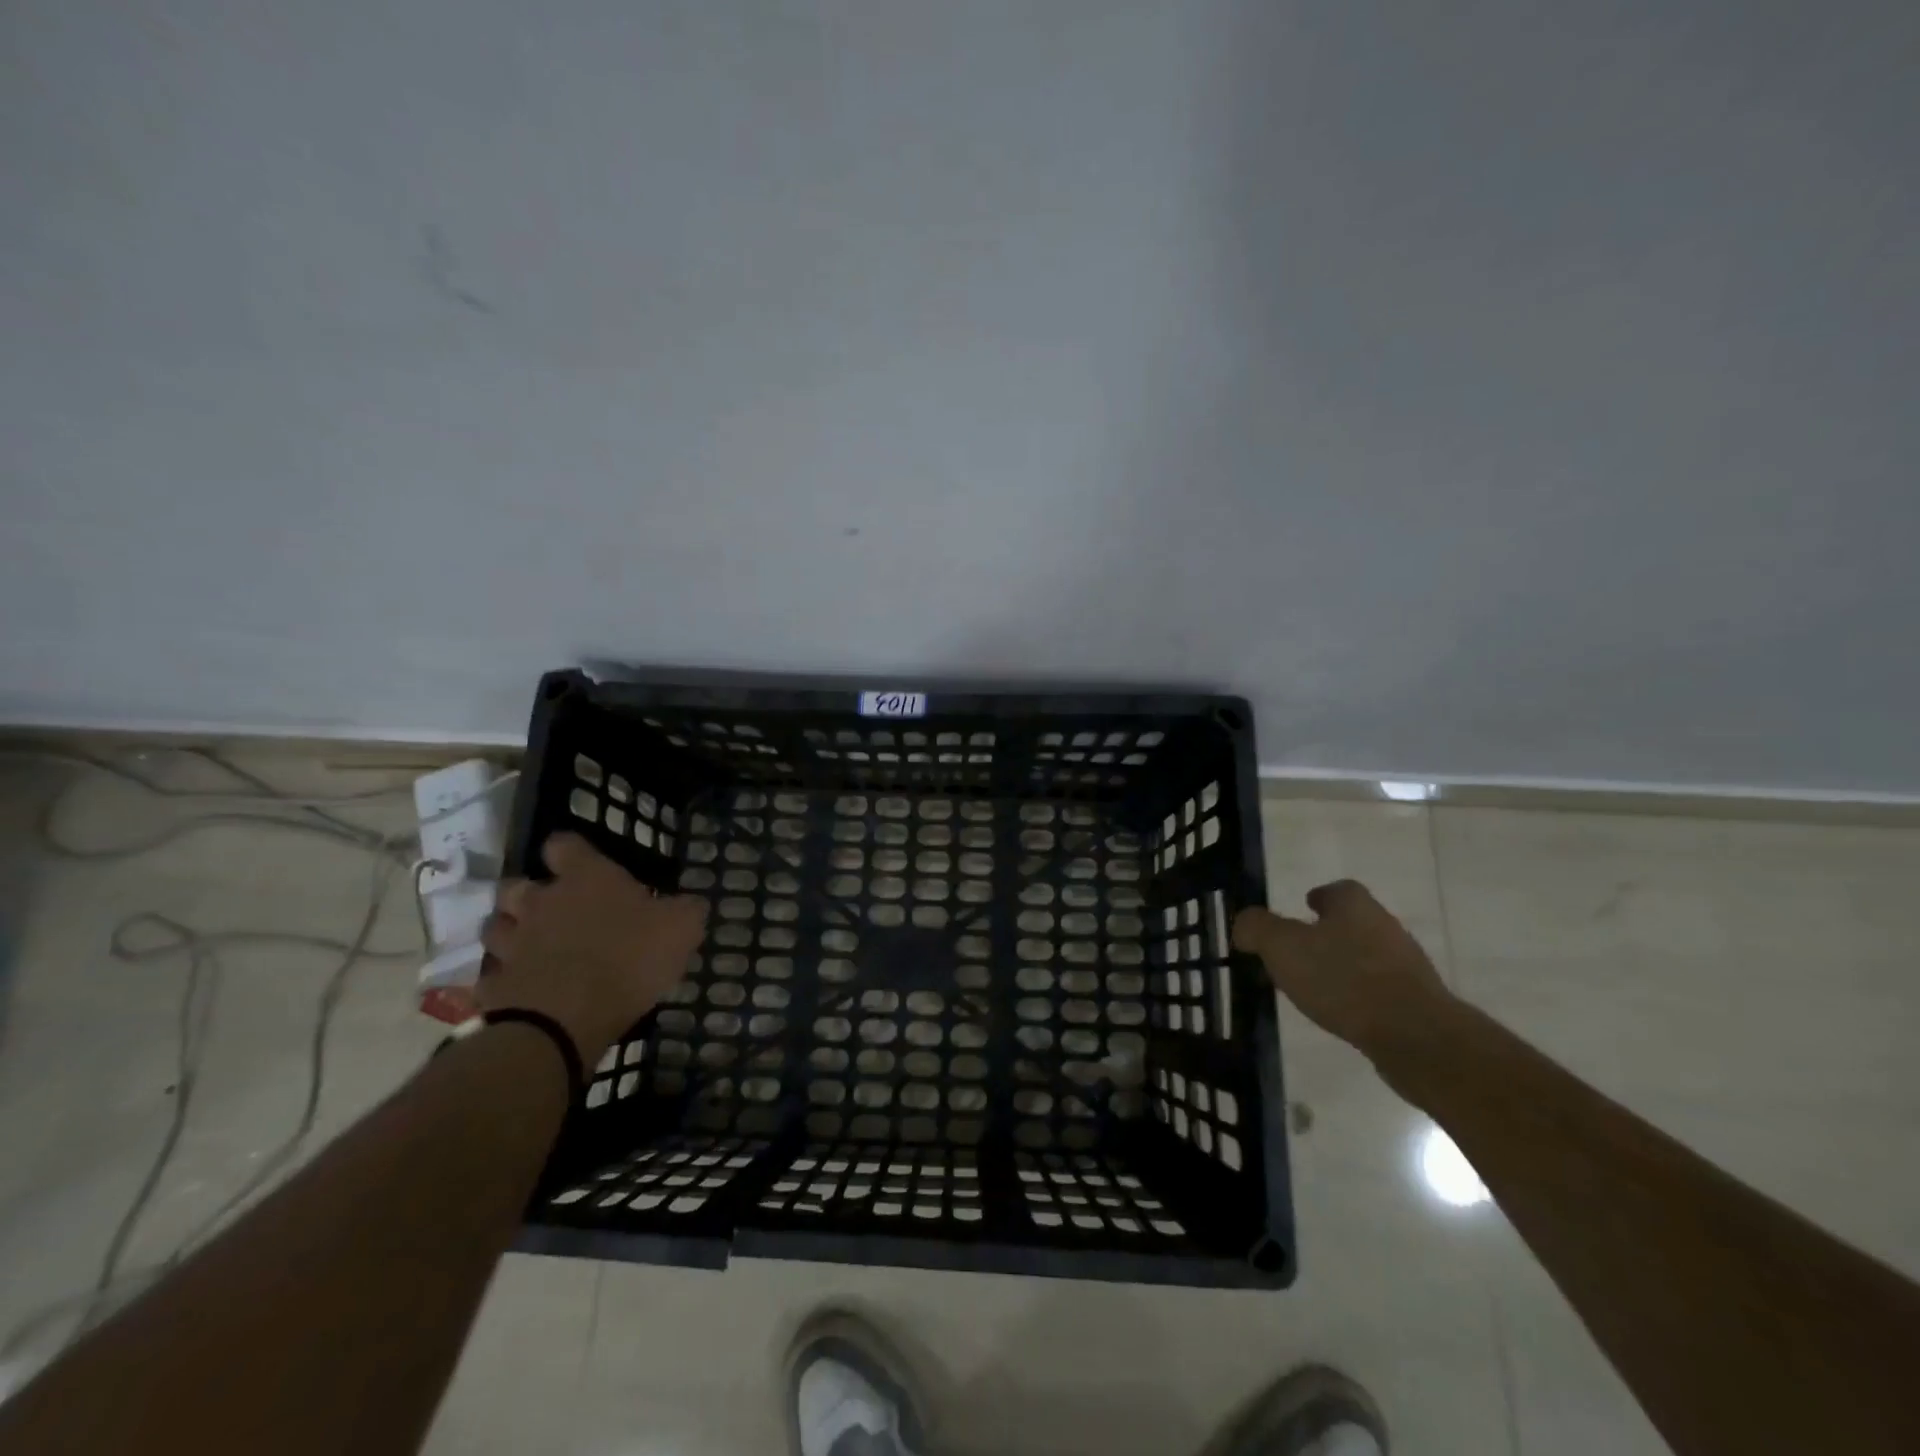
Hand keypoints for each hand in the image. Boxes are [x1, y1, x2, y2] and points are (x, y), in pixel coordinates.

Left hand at [479, 833, 707, 1065]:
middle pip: (515, 885)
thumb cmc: (629, 959)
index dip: (570, 851)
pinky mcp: (494, 986)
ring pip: (496, 927)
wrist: (566, 1020)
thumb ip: (686, 910)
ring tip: (530, 946)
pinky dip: (503, 981)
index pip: (564, 845)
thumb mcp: (681, 929)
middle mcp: (541, 902)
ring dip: (509, 933)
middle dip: (528, 894)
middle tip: (552, 908)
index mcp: (585, 879)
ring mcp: (512, 945)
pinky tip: (521, 990)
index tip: (581, 861)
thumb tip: (692, 902)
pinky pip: (492, 977)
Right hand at [1233, 879, 1454, 1060]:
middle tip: (1297, 950)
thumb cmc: (1343, 979)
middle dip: (1327, 933)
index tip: (1302, 908)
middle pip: (1353, 922)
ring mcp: (1405, 966)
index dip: (1318, 897)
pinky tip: (1341, 1013)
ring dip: (1343, 965)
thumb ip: (1257, 928)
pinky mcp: (1416, 1002)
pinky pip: (1379, 989)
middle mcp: (1385, 927)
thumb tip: (1245, 923)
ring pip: (1366, 956)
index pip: (1337, 890)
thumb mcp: (1282, 947)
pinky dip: (1359, 995)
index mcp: (1355, 906)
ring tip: (1315, 986)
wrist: (1416, 1037)